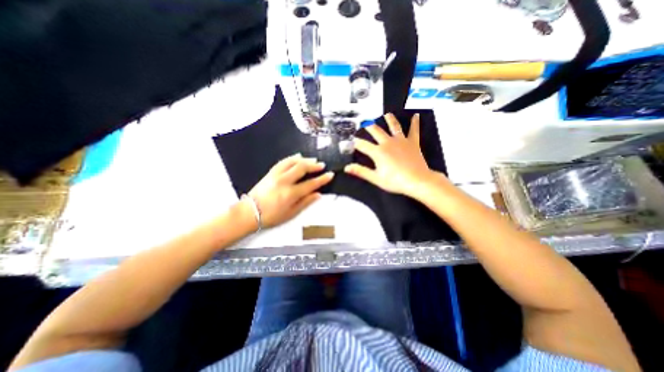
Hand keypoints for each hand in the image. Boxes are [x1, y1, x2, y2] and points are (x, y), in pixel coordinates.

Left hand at [248, 152, 333, 227]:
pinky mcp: (270, 172)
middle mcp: (284, 181)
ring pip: (293, 162)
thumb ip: (305, 202)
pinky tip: (297, 156)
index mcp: (291, 193)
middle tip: (322, 165)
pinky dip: (292, 158)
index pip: (311, 184)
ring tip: (313, 160)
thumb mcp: (291, 213)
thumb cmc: (271, 216)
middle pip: (302, 168)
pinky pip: (283, 162)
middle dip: (314, 165)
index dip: (322, 179)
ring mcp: (276, 175)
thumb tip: (318, 194)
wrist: (249, 212)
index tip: (330, 175)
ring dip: (304, 159)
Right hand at [345, 111, 439, 197]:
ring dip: (389, 119)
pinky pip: (414, 130)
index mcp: (378, 152)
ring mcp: (401, 141)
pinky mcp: (413, 142)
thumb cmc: (395, 181)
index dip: (355, 143)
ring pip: (394, 126)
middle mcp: (388, 143)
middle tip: (364, 122)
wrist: (417, 181)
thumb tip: (347, 168)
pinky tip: (416, 115)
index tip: (351, 141)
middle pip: (376, 131)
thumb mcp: (376, 178)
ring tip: (386, 114)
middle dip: (369, 126)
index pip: (363, 145)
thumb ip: (361, 171)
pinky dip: (415, 123)